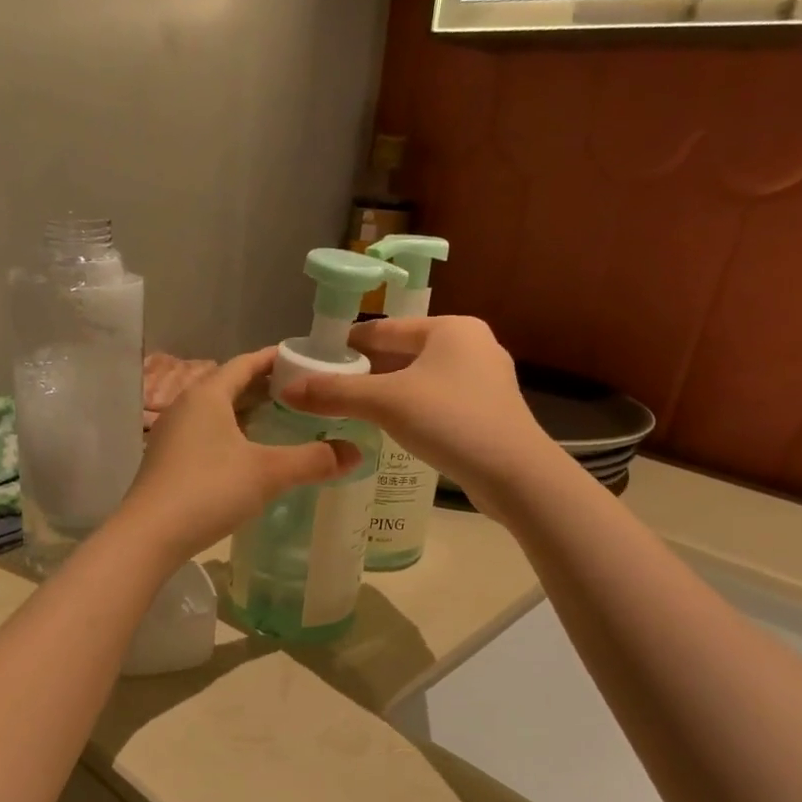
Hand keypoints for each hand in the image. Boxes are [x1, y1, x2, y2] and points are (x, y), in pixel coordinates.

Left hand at [116, 347, 360, 565]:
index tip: (304, 359)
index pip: (245, 363)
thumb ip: (313, 460)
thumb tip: (357, 453)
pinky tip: (248, 456)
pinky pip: (206, 435)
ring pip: (217, 413)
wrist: (149, 536)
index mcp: (207, 395)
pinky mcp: (167, 462)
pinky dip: (231, 435)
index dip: (275, 358)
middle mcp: (186, 407)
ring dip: (246, 413)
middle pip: (229, 385)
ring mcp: (172, 435)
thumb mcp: (268, 473)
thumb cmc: (209, 490)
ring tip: (280, 421)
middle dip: (264, 387)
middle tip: (301, 394)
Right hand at [279, 316, 549, 510]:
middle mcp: (472, 345)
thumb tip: (287, 390)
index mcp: (451, 328)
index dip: (347, 344)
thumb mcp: (385, 403)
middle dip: (366, 370)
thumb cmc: (450, 421)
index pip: (385, 329)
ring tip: (352, 409)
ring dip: (387, 392)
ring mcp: (485, 379)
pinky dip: (411, 408)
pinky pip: (438, 400)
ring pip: (421, 379)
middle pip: (403, 353)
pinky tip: (391, 427)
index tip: (317, 361)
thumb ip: (335, 393)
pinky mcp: (489, 411)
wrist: (514, 473)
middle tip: (328, 389)